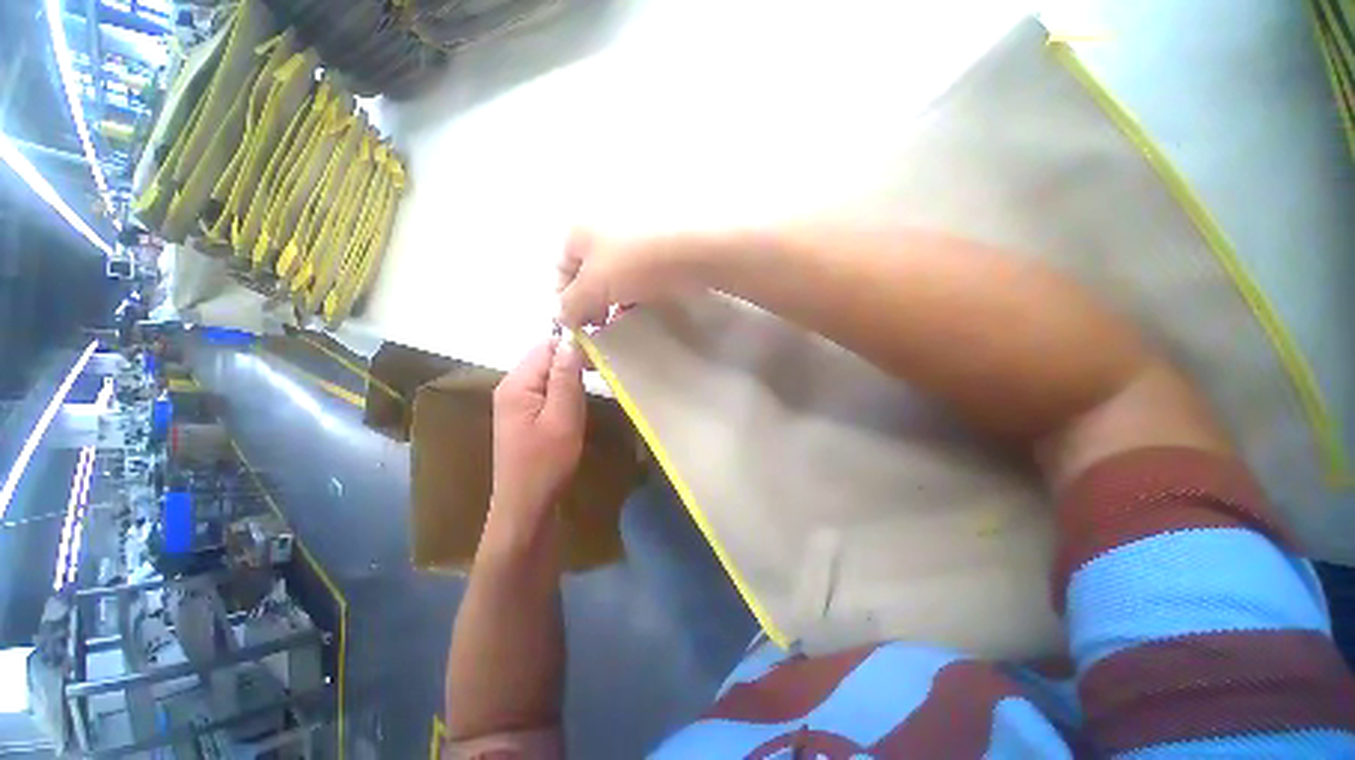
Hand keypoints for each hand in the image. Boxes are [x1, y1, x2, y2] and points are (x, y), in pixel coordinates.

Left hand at [491, 338, 586, 517]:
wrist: (526, 505)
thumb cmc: (547, 463)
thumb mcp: (562, 417)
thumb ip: (566, 378)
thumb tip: (572, 340)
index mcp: (517, 384)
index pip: (546, 346)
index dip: (573, 347)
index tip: (598, 361)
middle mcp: (510, 386)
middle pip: (544, 358)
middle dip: (572, 364)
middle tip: (597, 380)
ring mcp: (514, 401)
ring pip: (547, 375)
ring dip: (569, 380)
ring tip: (585, 398)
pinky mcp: (522, 414)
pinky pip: (544, 391)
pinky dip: (562, 393)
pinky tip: (573, 408)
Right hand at [556, 229, 706, 327]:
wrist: (694, 249)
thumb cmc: (633, 263)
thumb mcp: (592, 287)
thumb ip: (570, 305)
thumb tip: (563, 318)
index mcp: (579, 230)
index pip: (560, 270)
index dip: (564, 302)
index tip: (577, 327)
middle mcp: (602, 225)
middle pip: (589, 273)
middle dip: (592, 303)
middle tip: (601, 325)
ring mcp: (634, 233)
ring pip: (616, 275)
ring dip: (615, 300)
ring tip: (625, 318)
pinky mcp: (659, 244)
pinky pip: (640, 272)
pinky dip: (637, 291)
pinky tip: (645, 305)